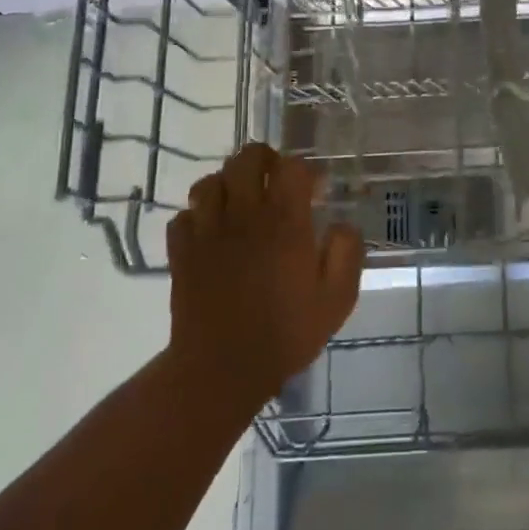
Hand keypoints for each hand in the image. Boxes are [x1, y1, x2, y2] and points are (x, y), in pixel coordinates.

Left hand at [166, 143, 364, 412]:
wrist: (222, 370)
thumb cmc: (286, 333)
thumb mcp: (337, 298)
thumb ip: (346, 252)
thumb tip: (342, 225)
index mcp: (285, 222)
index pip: (291, 167)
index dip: (305, 170)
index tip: (316, 190)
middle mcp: (244, 215)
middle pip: (245, 159)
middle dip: (264, 160)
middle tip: (275, 181)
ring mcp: (207, 232)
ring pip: (209, 182)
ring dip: (228, 184)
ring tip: (241, 203)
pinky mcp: (181, 253)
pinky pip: (184, 216)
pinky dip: (198, 216)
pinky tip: (212, 232)